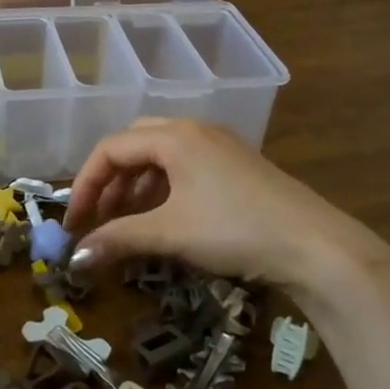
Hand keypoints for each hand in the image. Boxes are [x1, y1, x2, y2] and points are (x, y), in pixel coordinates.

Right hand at [63, 118, 389, 306]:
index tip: (74, 222)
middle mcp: (194, 130)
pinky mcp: (236, 166)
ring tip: (126, 222)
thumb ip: (118, 239)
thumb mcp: (171, 233)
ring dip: (135, 186)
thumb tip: (76, 258)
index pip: (112, 148)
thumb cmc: (235, 229)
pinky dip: (162, 189)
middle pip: (134, 144)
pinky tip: (163, 219)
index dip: (86, 184)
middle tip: (98, 217)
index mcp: (175, 136)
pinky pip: (184, 167)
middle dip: (110, 180)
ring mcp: (219, 146)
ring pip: (160, 156)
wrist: (314, 246)